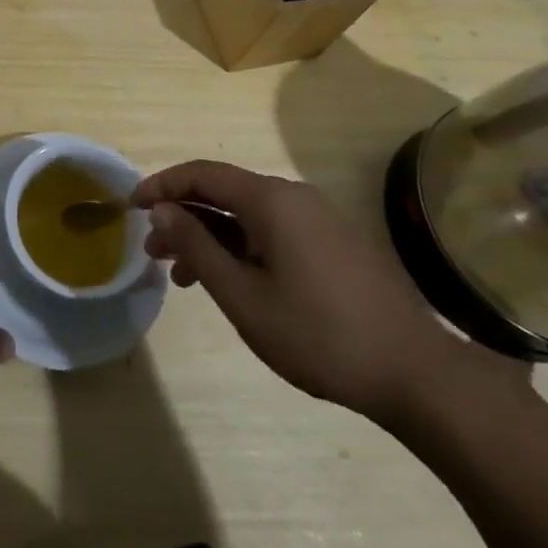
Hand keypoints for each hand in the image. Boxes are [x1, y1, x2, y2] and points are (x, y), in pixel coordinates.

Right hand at [133, 161, 489, 425]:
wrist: (416, 374)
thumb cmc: (319, 334)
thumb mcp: (244, 296)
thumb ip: (197, 248)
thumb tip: (161, 211)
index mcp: (271, 199)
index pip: (202, 174)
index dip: (162, 185)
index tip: (131, 206)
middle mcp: (293, 196)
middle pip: (224, 192)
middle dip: (183, 216)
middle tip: (152, 251)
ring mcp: (317, 218)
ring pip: (247, 215)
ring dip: (210, 236)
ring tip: (182, 275)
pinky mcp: (332, 242)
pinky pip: (272, 231)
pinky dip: (241, 247)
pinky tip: (230, 281)